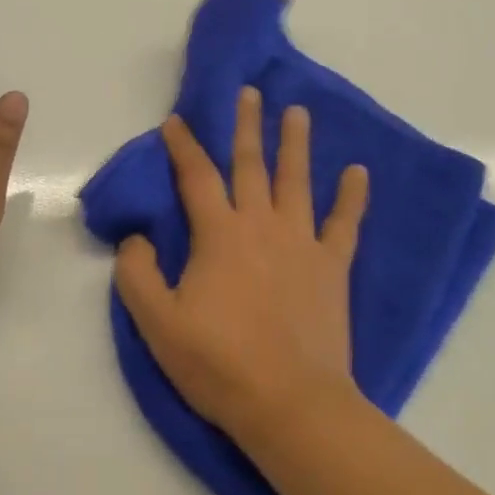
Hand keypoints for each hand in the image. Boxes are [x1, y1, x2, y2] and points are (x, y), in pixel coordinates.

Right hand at [113, 86, 370, 443]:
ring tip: (297, 111)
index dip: (183, 145)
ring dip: (296, 143)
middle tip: (250, 92)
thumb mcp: (157, 324)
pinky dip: (352, 196)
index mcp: (219, 234)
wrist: (290, 402)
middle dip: (247, 125)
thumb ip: (137, 274)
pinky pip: (345, 223)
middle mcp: (261, 224)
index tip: (175, 121)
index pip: (196, 176)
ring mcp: (301, 242)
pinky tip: (359, 171)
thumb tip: (136, 238)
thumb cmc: (219, 363)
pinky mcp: (332, 266)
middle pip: (251, 164)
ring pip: (297, 180)